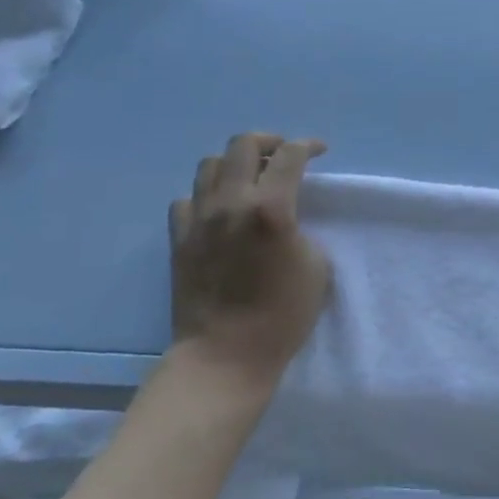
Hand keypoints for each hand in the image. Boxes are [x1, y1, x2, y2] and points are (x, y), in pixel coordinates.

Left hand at [168, 132, 331, 404]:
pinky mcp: (179, 239)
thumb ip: (301, 227)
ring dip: (235, 164)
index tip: (320, 151)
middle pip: (243, 145)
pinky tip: (220, 212)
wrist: (225, 356)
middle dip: (269, 142)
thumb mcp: (316, 265)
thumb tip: (285, 218)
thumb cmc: (282, 315)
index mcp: (271, 208)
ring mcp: (199, 219)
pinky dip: (206, 196)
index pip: (291, 155)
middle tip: (283, 156)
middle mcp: (231, 202)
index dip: (309, 146)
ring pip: (210, 165)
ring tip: (250, 180)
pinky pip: (188, 199)